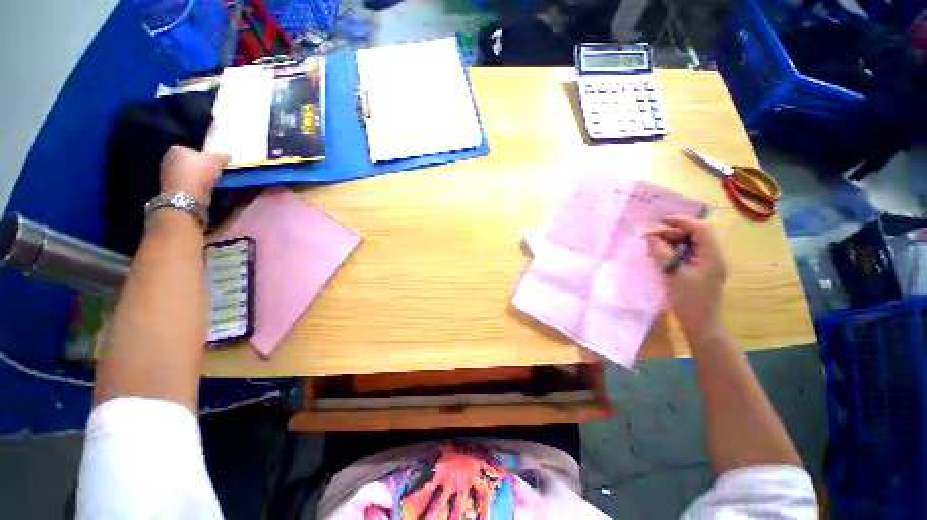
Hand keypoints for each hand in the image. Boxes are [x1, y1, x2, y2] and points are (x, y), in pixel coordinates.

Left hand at [159, 146, 229, 204]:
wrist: (186, 197)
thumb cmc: (199, 174)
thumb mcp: (217, 161)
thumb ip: (222, 156)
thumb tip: (226, 156)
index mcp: (176, 149)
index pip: (191, 150)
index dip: (203, 157)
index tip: (212, 164)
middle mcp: (167, 158)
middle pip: (187, 161)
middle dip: (197, 166)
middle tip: (211, 173)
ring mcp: (165, 174)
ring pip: (185, 173)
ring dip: (194, 177)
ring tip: (207, 183)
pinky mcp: (168, 187)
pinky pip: (183, 183)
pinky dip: (191, 185)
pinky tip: (200, 190)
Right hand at [646, 216, 726, 341]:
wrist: (700, 324)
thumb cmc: (688, 300)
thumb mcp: (673, 274)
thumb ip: (662, 253)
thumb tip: (651, 237)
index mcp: (711, 255)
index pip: (700, 229)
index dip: (680, 221)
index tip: (660, 221)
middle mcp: (712, 256)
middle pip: (695, 234)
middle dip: (673, 232)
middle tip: (651, 237)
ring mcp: (707, 264)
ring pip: (690, 244)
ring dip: (672, 241)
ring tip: (653, 245)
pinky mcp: (699, 270)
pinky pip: (686, 254)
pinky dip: (673, 251)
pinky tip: (660, 255)